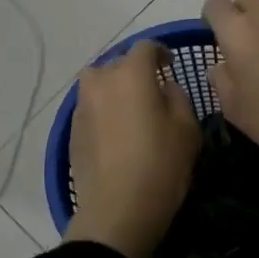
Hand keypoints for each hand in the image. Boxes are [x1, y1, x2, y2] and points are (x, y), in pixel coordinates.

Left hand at [66, 41, 202, 257]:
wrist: (117, 210)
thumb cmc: (160, 163)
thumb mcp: (187, 127)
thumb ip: (177, 96)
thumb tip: (163, 87)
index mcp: (130, 73)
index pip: (146, 47)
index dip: (161, 52)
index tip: (170, 65)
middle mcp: (100, 81)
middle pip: (118, 64)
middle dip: (135, 72)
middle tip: (153, 92)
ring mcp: (81, 106)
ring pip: (100, 86)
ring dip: (116, 92)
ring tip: (133, 113)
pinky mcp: (72, 131)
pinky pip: (92, 109)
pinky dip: (105, 113)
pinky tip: (118, 136)